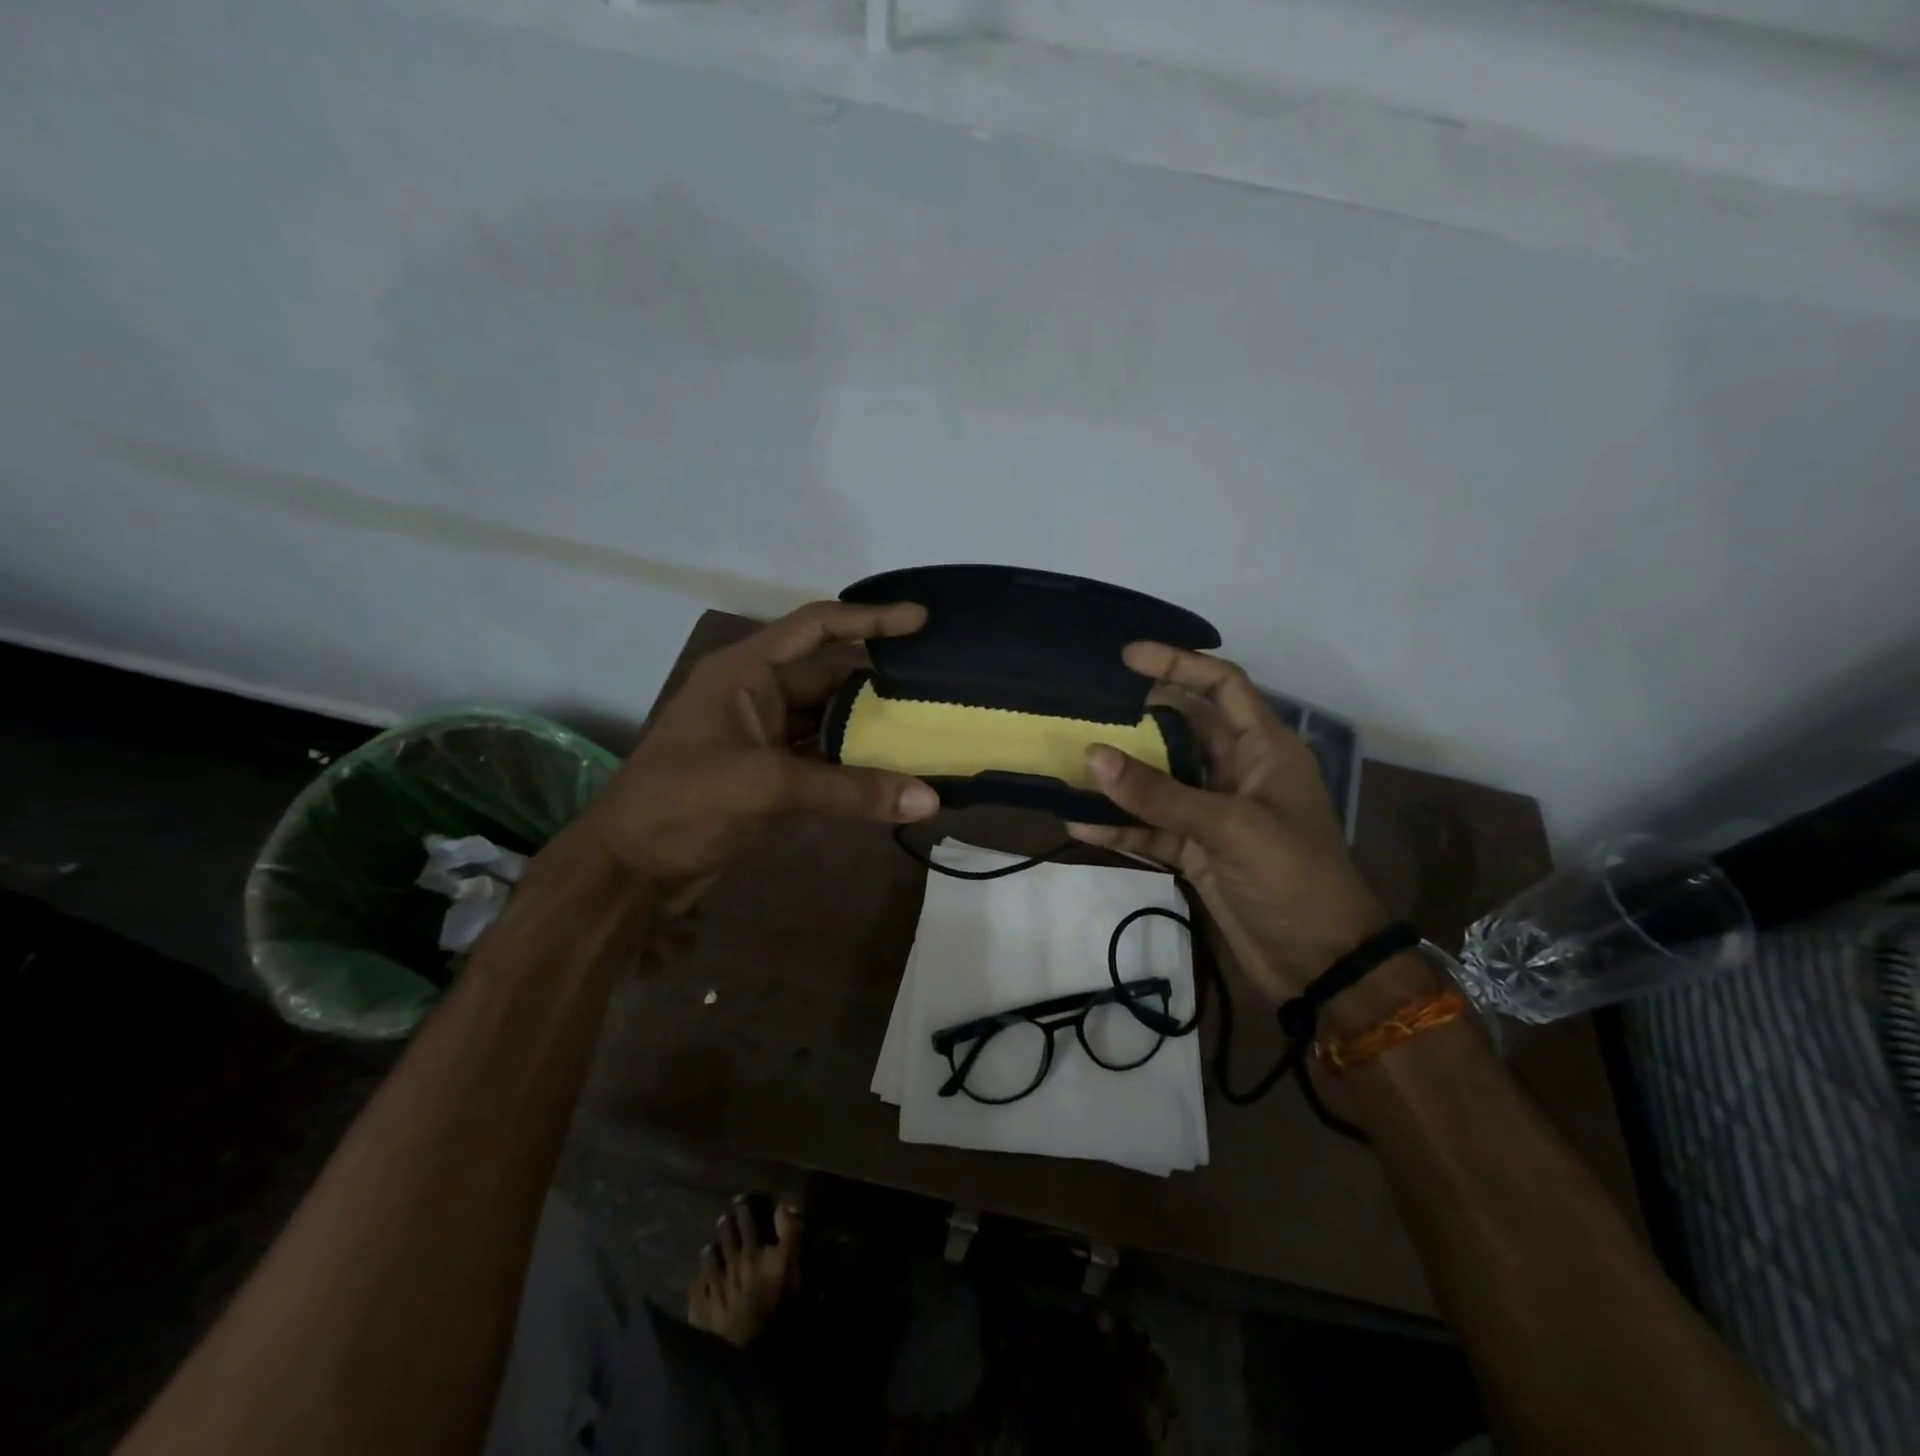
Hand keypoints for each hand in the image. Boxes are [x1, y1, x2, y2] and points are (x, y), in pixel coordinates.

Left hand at [573, 601, 940, 891]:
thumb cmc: (681, 804)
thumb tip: (928, 799)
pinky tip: (890, 774)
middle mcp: (753, 694)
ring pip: (826, 722)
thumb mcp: (764, 785)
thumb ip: (848, 790)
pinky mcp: (765, 775)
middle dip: (877, 685)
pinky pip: (819, 759)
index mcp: (743, 671)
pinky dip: (852, 766)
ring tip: (925, 732)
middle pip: (828, 677)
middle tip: (935, 690)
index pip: (815, 627)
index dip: (868, 619)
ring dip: (868, 730)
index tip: (920, 621)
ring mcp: (759, 737)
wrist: (627, 870)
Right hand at [1069, 642, 1396, 1011]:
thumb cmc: (1292, 879)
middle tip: (1088, 704)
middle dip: (1139, 715)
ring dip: (1121, 774)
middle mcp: (1238, 773)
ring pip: (1161, 780)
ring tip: (1072, 758)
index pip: (1223, 687)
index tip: (1127, 656)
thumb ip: (1158, 792)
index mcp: (1264, 750)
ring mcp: (1215, 814)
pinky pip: (1150, 828)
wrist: (1320, 964)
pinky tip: (1078, 825)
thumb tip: (1091, 755)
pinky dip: (1119, 827)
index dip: (1179, 664)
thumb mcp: (1228, 827)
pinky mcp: (1198, 851)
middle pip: (1184, 729)